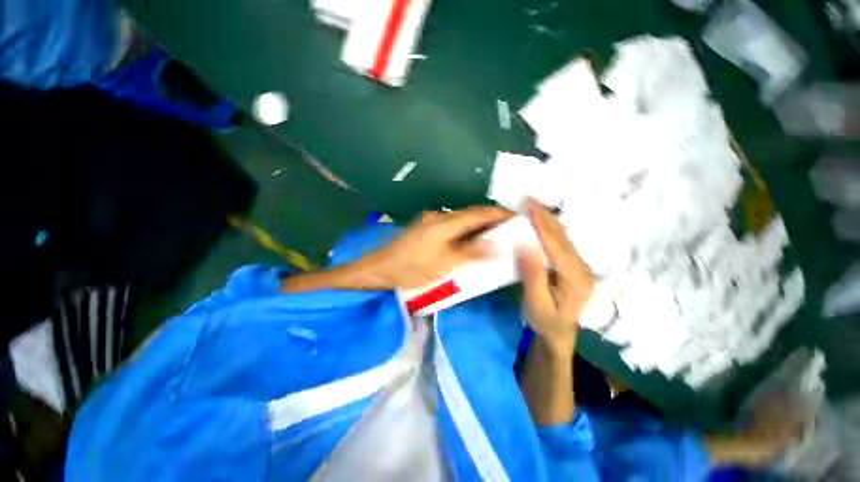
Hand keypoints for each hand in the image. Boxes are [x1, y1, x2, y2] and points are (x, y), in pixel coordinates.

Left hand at [357, 206, 513, 289]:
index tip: (518, 217)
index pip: (479, 213)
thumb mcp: (445, 264)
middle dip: (492, 219)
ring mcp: (432, 221)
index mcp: (445, 223)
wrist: (382, 268)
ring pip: (462, 220)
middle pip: (472, 214)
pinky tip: (471, 240)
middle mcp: (440, 217)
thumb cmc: (413, 269)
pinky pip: (453, 226)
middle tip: (510, 229)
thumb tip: (498, 245)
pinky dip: (466, 231)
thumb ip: (472, 253)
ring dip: (479, 225)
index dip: (499, 213)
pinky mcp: (427, 228)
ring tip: (495, 235)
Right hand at [518, 199, 593, 356]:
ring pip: (563, 237)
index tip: (529, 205)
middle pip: (562, 236)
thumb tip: (524, 244)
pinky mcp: (573, 265)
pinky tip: (540, 221)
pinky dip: (549, 229)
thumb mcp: (536, 303)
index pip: (556, 244)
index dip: (542, 223)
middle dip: (545, 215)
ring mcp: (579, 265)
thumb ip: (533, 274)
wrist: (560, 333)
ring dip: (547, 219)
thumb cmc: (546, 321)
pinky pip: (560, 242)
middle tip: (529, 198)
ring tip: (533, 205)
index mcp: (575, 278)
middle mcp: (582, 267)